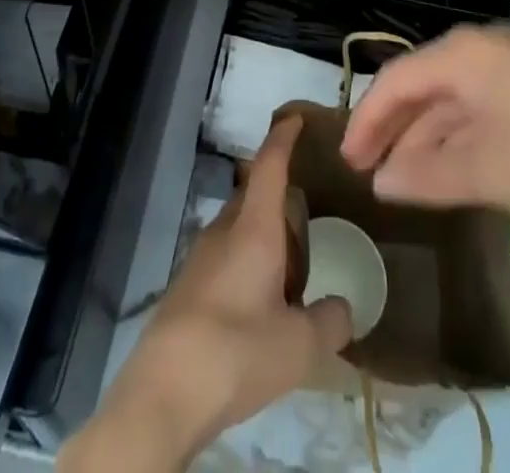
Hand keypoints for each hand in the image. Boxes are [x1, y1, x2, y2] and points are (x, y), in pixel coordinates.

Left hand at [61, 116, 352, 471]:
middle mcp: (224, 231)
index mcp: (254, 228)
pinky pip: (224, 256)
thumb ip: (331, 322)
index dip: (283, 139)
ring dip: (262, 233)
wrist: (164, 391)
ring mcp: (200, 257)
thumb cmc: (237, 351)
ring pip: (237, 227)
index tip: (295, 118)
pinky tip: (260, 301)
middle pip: (252, 194)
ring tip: (290, 263)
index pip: (269, 166)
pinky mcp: (187, 287)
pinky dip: (246, 262)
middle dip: (277, 193)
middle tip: (308, 209)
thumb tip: (345, 309)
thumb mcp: (300, 345)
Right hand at [340, 25, 509, 219]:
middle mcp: (481, 48)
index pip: (396, 81)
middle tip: (370, 173)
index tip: (348, 162)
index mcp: (463, 55)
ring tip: (407, 181)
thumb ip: (429, 175)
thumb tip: (381, 182)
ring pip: (452, 98)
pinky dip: (460, 136)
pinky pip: (480, 105)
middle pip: (422, 86)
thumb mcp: (492, 171)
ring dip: (427, 137)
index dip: (367, 121)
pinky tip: (456, 167)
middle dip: (394, 130)